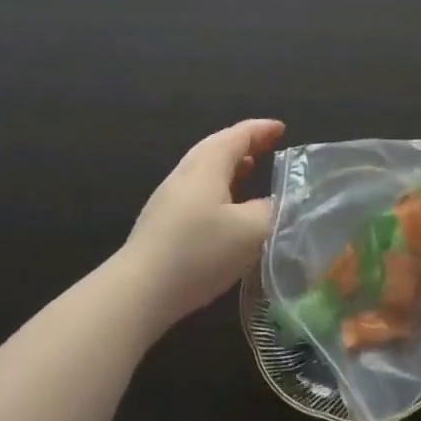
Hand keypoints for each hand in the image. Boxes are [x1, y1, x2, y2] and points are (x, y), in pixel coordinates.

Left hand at [120, 119, 284, 330]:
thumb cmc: (200, 251)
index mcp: (208, 164)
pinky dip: (219, 189)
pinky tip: (227, 212)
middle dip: (245, 145)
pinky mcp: (161, 224)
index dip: (262, 129)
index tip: (282, 128)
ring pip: (205, 171)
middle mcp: (186, 173)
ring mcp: (169, 199)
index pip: (239, 134)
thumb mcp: (251, 230)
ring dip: (230, 168)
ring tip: (251, 173)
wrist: (138, 292)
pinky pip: (197, 193)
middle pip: (218, 148)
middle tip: (269, 148)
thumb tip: (280, 203)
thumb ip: (272, 210)